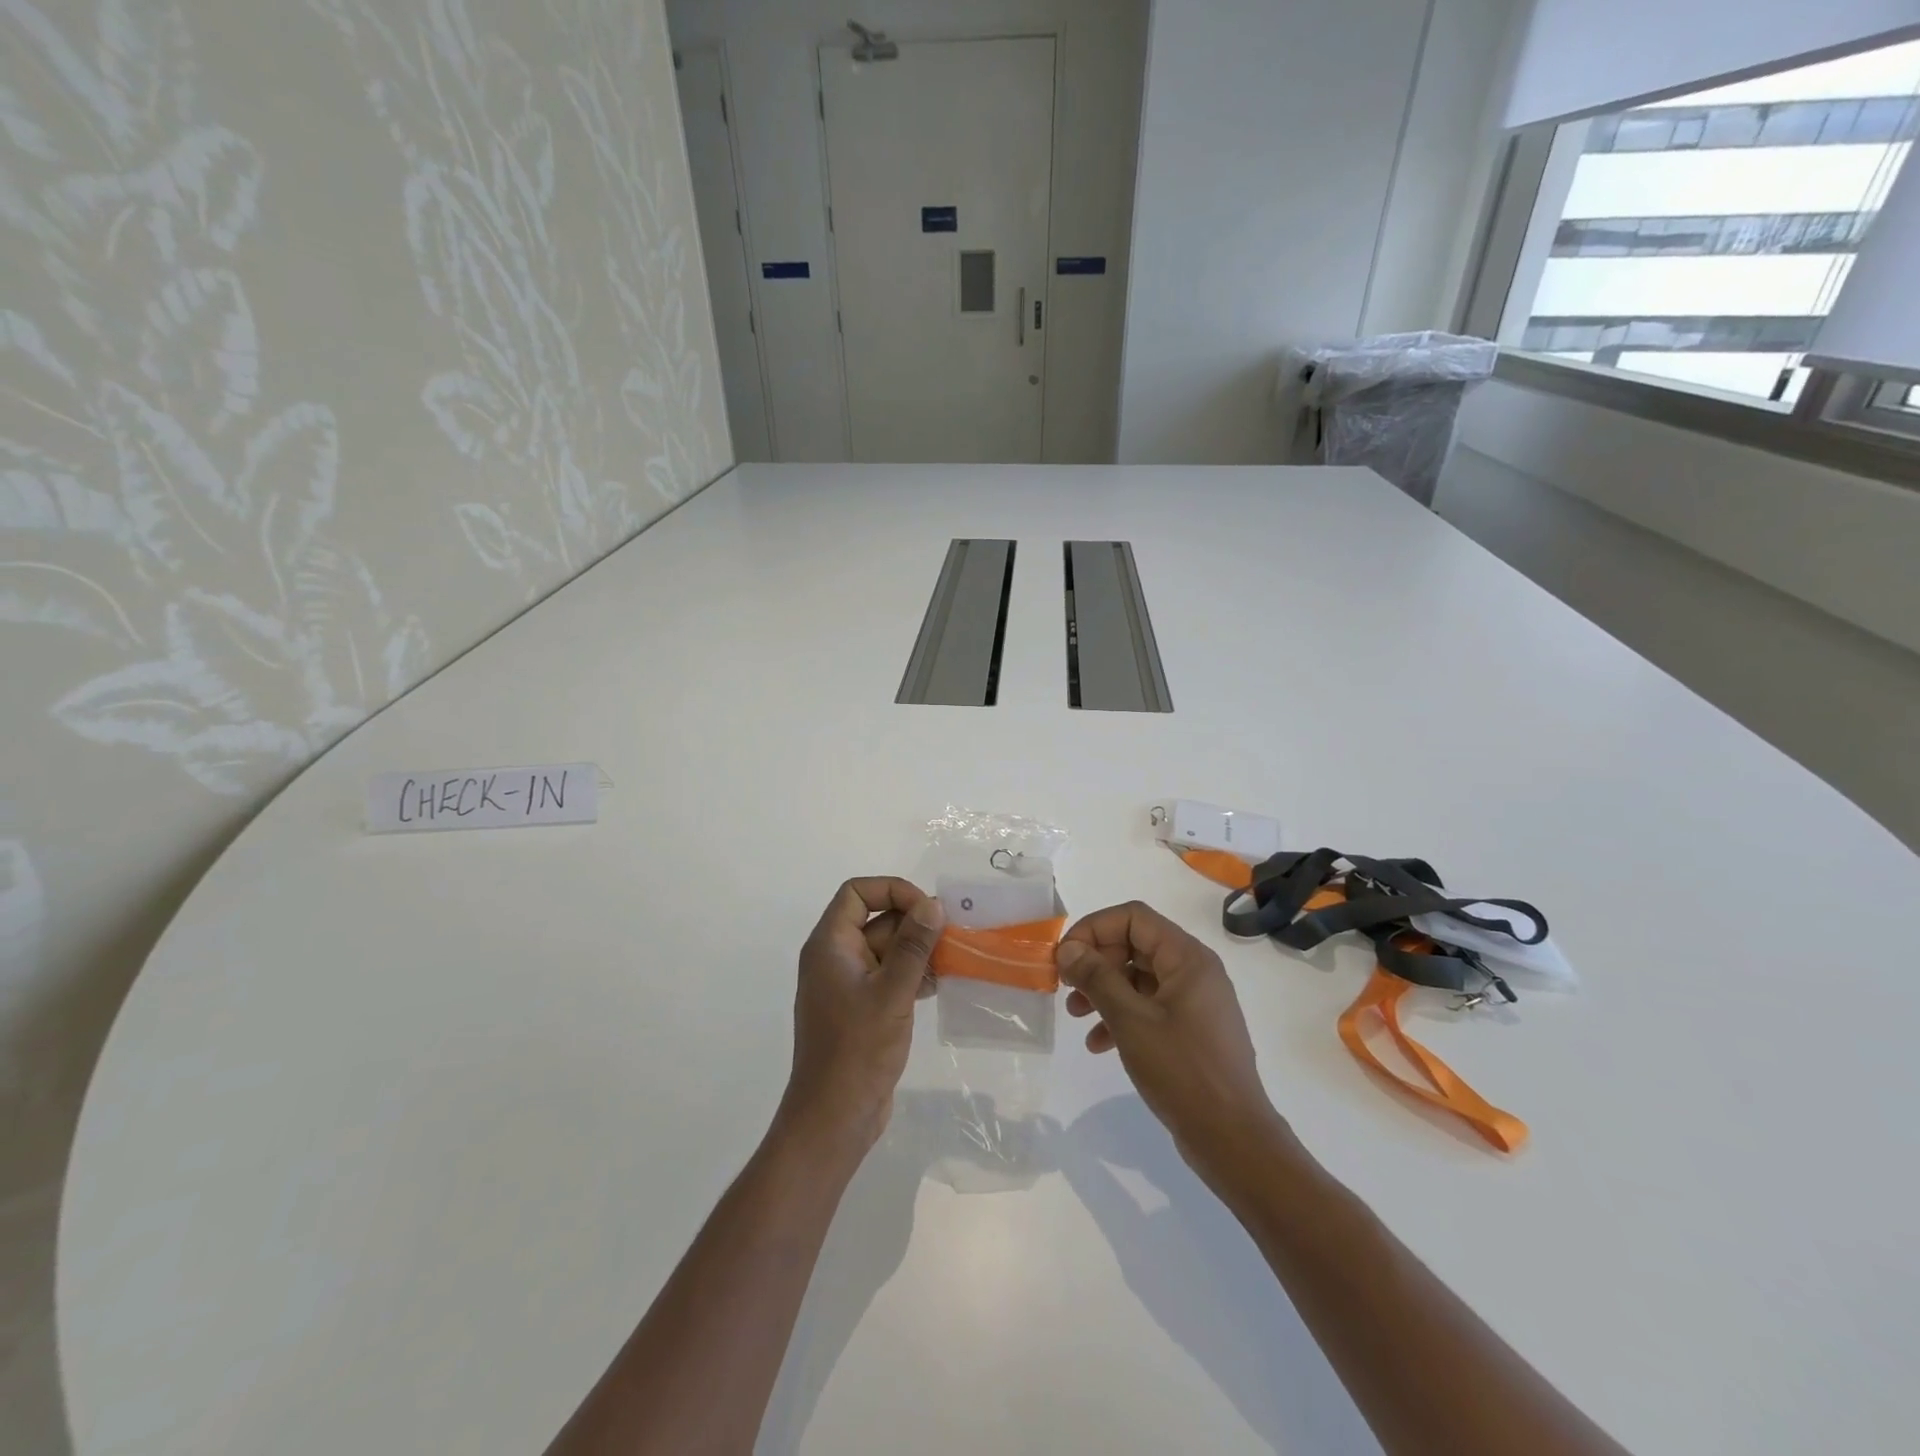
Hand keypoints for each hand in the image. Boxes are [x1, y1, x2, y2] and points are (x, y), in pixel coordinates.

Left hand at [780, 878, 944, 1155]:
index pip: (857, 893)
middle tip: (952, 935)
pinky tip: (939, 985)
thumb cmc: (857, 1049)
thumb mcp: (891, 993)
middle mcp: (834, 957)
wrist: (834, 1117)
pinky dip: (912, 974)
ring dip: (917, 950)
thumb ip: (913, 946)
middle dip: (914, 924)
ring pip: (886, 948)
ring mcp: (847, 984)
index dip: (893, 890)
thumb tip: (932, 905)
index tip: (927, 909)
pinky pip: (888, 975)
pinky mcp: (860, 1007)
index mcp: (830, 944)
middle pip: (876, 919)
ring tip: (952, 960)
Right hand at [1058, 901, 1287, 1191]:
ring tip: (1076, 1014)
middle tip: (1066, 986)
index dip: (1094, 928)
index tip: (1065, 956)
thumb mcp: (1131, 1021)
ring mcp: (1193, 1001)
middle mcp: (1194, 970)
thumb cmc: (1183, 1071)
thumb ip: (1097, 978)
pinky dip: (1120, 1016)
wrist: (1233, 1139)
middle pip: (1134, 944)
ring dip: (1103, 989)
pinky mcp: (1189, 1029)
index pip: (1133, 917)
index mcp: (1187, 958)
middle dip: (1096, 961)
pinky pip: (1148, 1006)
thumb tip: (1068, 948)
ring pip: (1137, 977)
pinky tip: (1098, 1043)